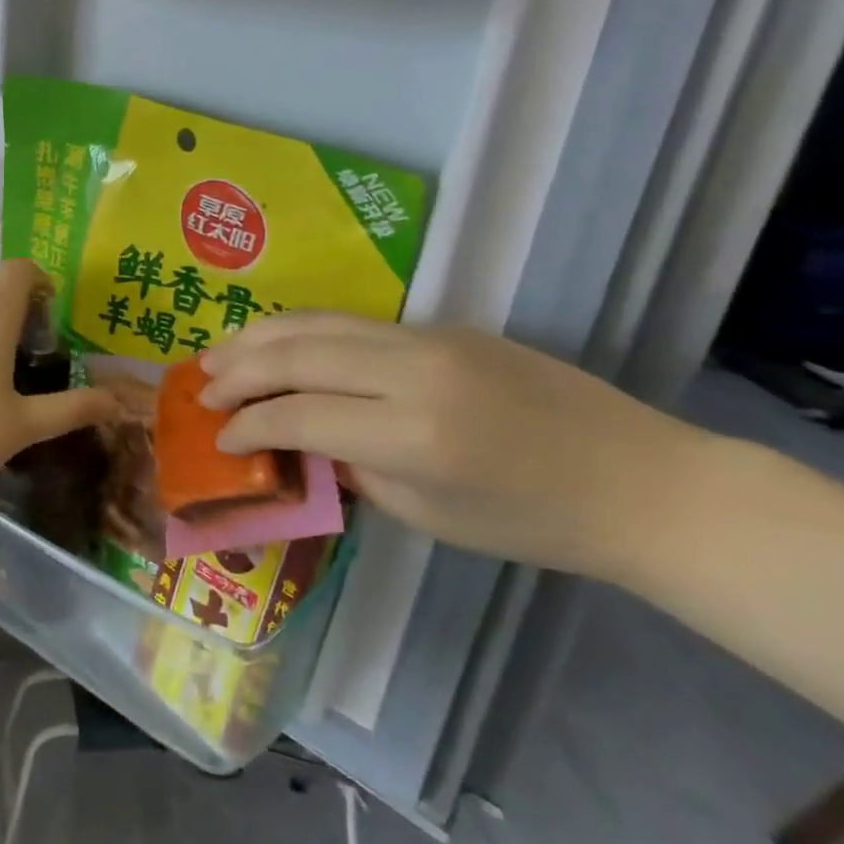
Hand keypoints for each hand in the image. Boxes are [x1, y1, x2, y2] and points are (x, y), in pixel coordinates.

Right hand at [198, 313, 718, 579]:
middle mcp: (413, 372)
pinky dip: (300, 331)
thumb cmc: (533, 522)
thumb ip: (349, 469)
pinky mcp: (441, 326)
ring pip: (318, 321)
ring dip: (259, 336)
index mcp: (413, 434)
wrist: (642, 481)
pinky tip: (277, 344)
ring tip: (221, 354)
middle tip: (201, 386)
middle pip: (297, 352)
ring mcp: (429, 339)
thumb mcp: (426, 514)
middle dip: (238, 368)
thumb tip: (294, 440)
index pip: (298, 414)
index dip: (247, 426)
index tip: (219, 440)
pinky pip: (351, 321)